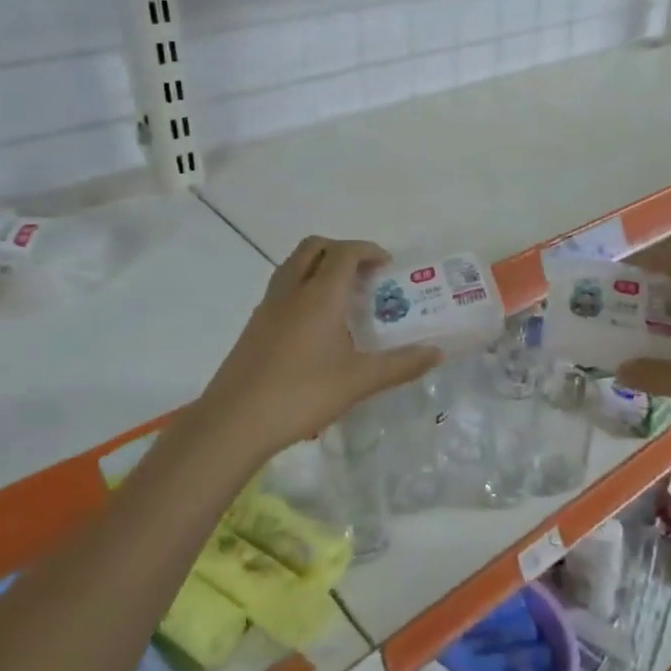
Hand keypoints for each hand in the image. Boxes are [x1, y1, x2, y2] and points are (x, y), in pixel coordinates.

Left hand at [191, 237, 441, 462]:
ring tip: (343, 297)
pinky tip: (317, 326)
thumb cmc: (301, 395)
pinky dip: (303, 288)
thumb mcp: (359, 382)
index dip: (368, 250)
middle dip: (342, 250)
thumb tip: (437, 352)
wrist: (234, 422)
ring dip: (320, 266)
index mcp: (320, 296)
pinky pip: (282, 289)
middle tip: (365, 274)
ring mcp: (268, 308)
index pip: (345, 252)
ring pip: (293, 266)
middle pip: (314, 247)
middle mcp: (291, 291)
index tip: (387, 266)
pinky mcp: (254, 327)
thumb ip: (401, 365)